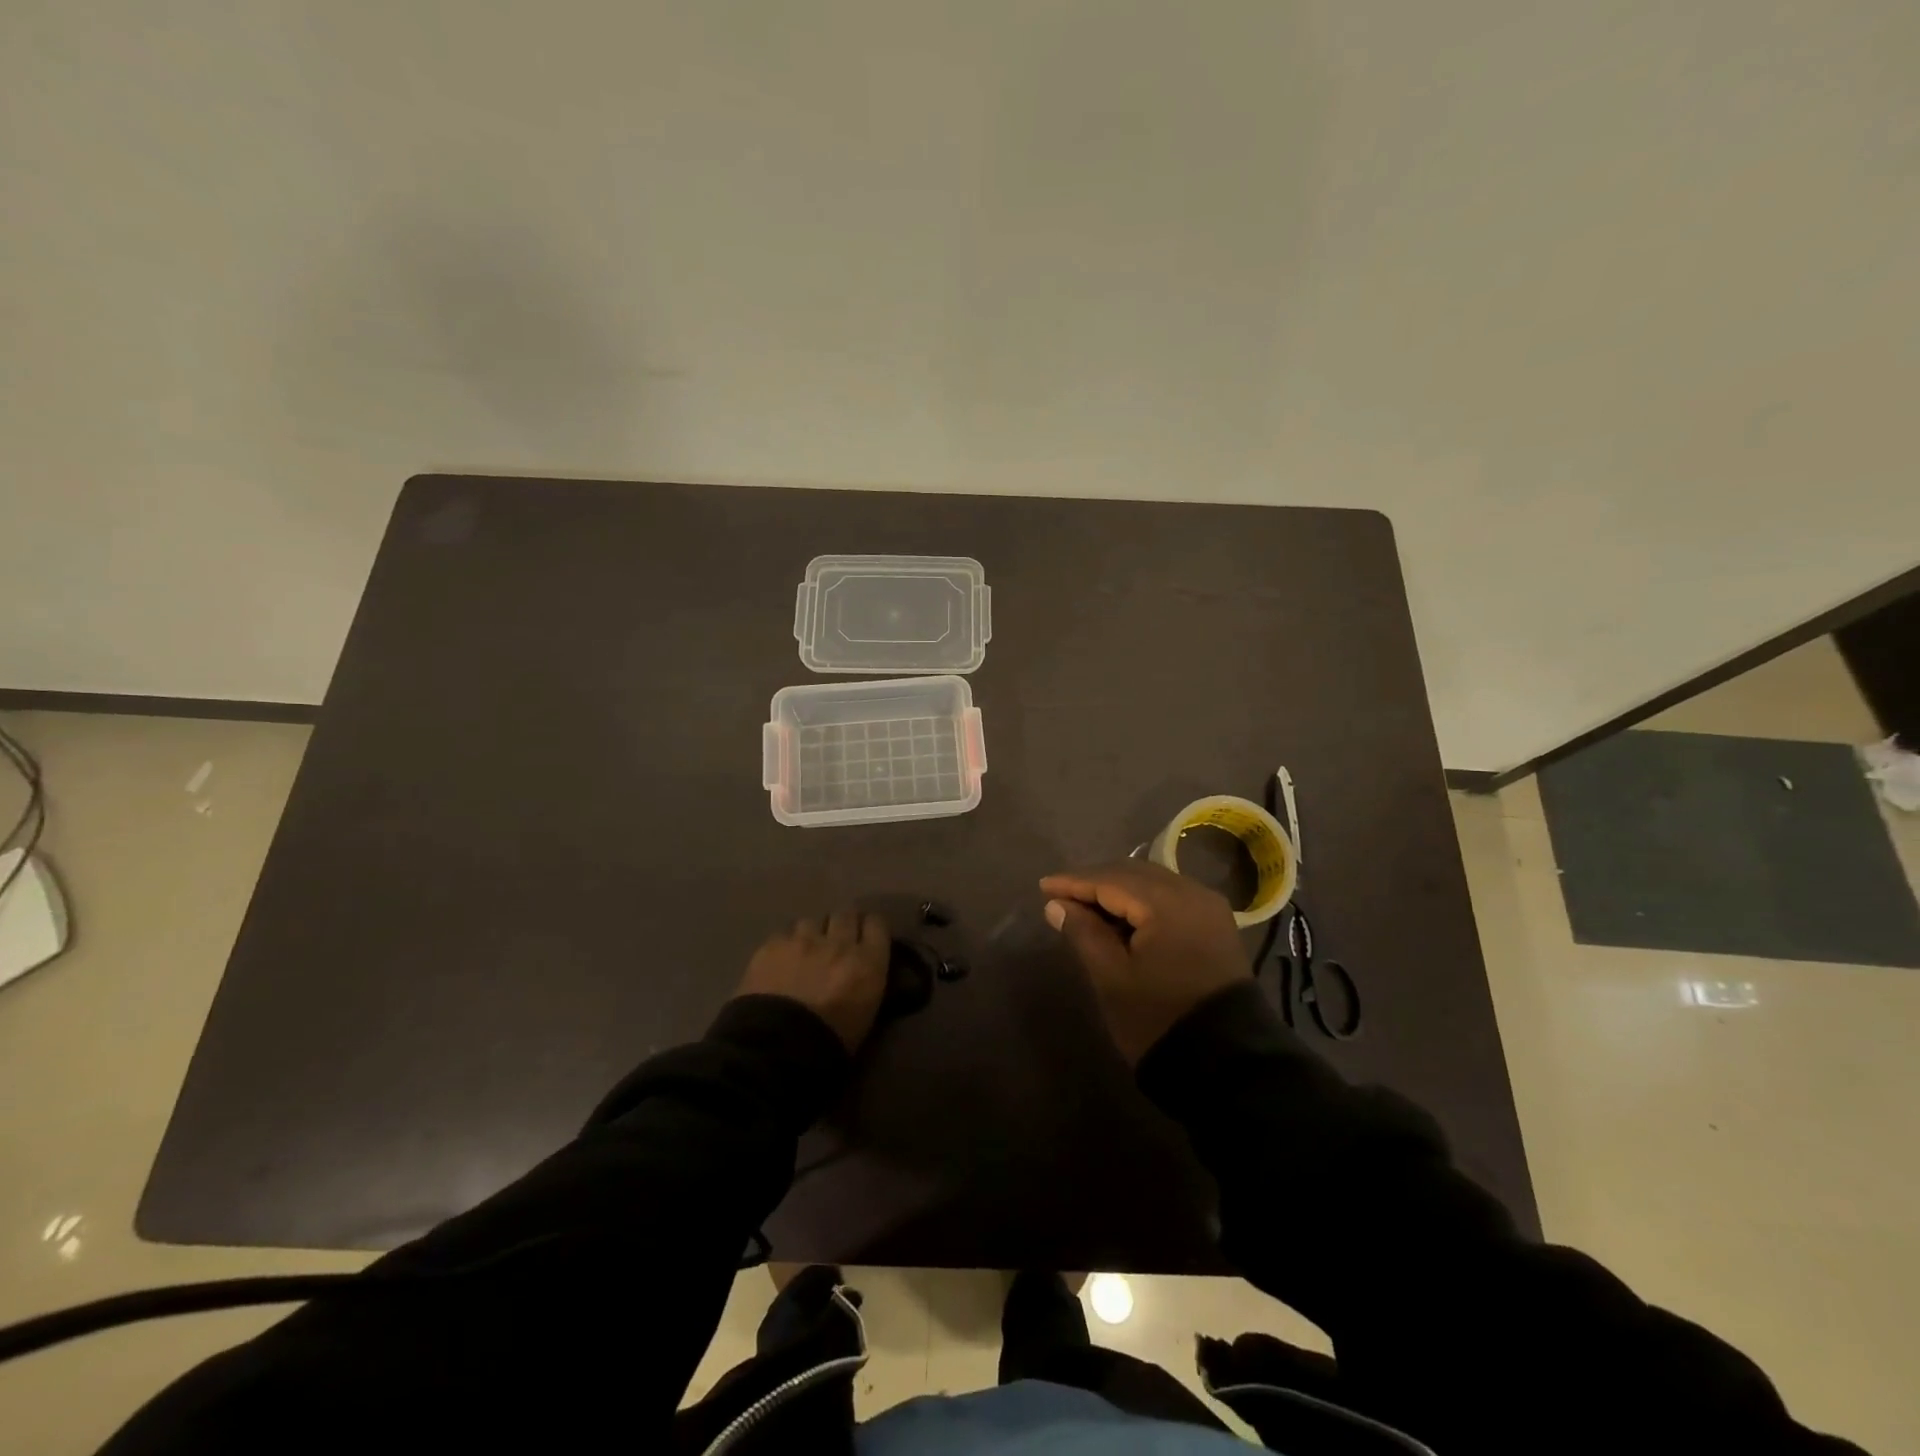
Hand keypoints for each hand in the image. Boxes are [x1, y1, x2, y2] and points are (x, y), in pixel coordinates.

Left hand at [735, 911, 890, 1051]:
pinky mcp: (772, 945)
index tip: (866, 937)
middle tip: (835, 942)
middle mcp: (838, 942)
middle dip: (842, 925)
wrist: (777, 1048)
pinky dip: (783, 946)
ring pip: (811, 922)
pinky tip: (778, 963)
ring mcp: (803, 940)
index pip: (877, 924)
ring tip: (803, 954)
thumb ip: (867, 981)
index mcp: (867, 962)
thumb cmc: (830, 1043)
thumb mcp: (865, 1014)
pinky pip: (782, 935)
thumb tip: (862, 971)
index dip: (870, 928)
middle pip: (845, 914)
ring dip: (811, 934)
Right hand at [1040, 861, 1247, 1063]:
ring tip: (1087, 906)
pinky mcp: (1217, 926)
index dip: (1074, 882)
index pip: (1111, 880)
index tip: (1043, 886)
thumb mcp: (1112, 977)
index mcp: (1166, 903)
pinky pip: (1172, 898)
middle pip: (1134, 874)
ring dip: (1119, 890)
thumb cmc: (1158, 1018)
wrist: (1227, 1065)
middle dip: (1096, 882)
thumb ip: (1084, 933)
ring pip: (1154, 883)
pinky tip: (1122, 916)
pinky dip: (1143, 901)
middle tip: (1062, 895)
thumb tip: (1057, 905)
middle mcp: (1192, 893)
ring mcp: (1209, 908)